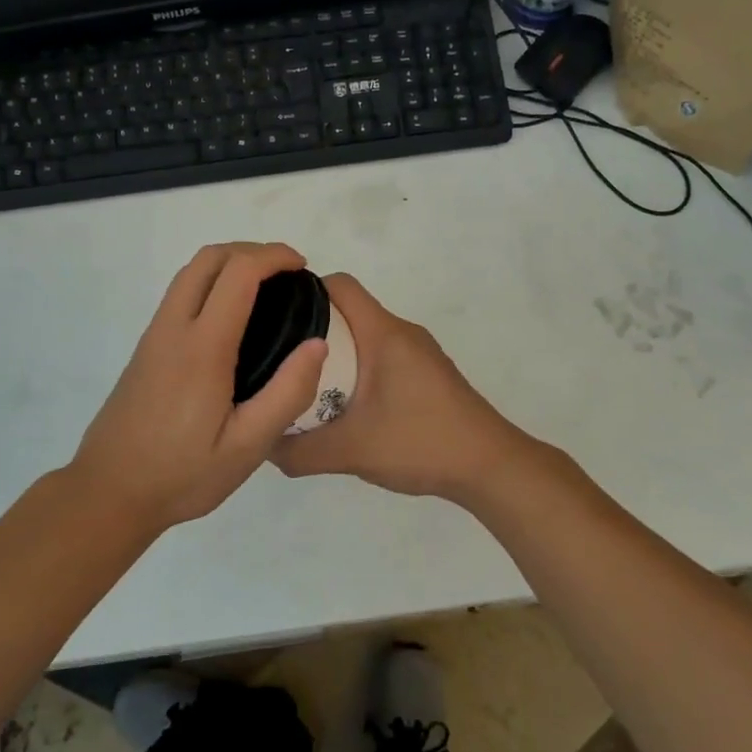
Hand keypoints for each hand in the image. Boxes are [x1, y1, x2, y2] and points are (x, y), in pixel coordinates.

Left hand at [69, 242, 328, 530]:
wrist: (108, 493)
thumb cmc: (182, 474)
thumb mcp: (248, 447)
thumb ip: (287, 393)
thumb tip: (317, 344)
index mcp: (203, 347)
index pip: (238, 273)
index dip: (273, 256)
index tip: (302, 267)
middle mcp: (173, 328)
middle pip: (209, 258)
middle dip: (251, 251)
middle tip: (286, 274)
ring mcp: (154, 336)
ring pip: (190, 273)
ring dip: (229, 264)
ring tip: (266, 290)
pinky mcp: (146, 348)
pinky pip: (181, 294)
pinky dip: (212, 282)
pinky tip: (233, 319)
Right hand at [270, 273, 556, 503]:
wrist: (489, 466)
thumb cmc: (420, 442)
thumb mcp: (350, 451)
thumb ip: (299, 450)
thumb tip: (262, 444)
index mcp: (383, 333)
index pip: (340, 285)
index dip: (304, 291)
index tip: (273, 316)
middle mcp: (402, 332)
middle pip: (349, 310)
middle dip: (311, 328)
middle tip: (279, 358)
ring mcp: (418, 352)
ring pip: (365, 335)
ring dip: (335, 352)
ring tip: (304, 382)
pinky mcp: (428, 373)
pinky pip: (382, 355)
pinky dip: (358, 367)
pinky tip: (345, 404)